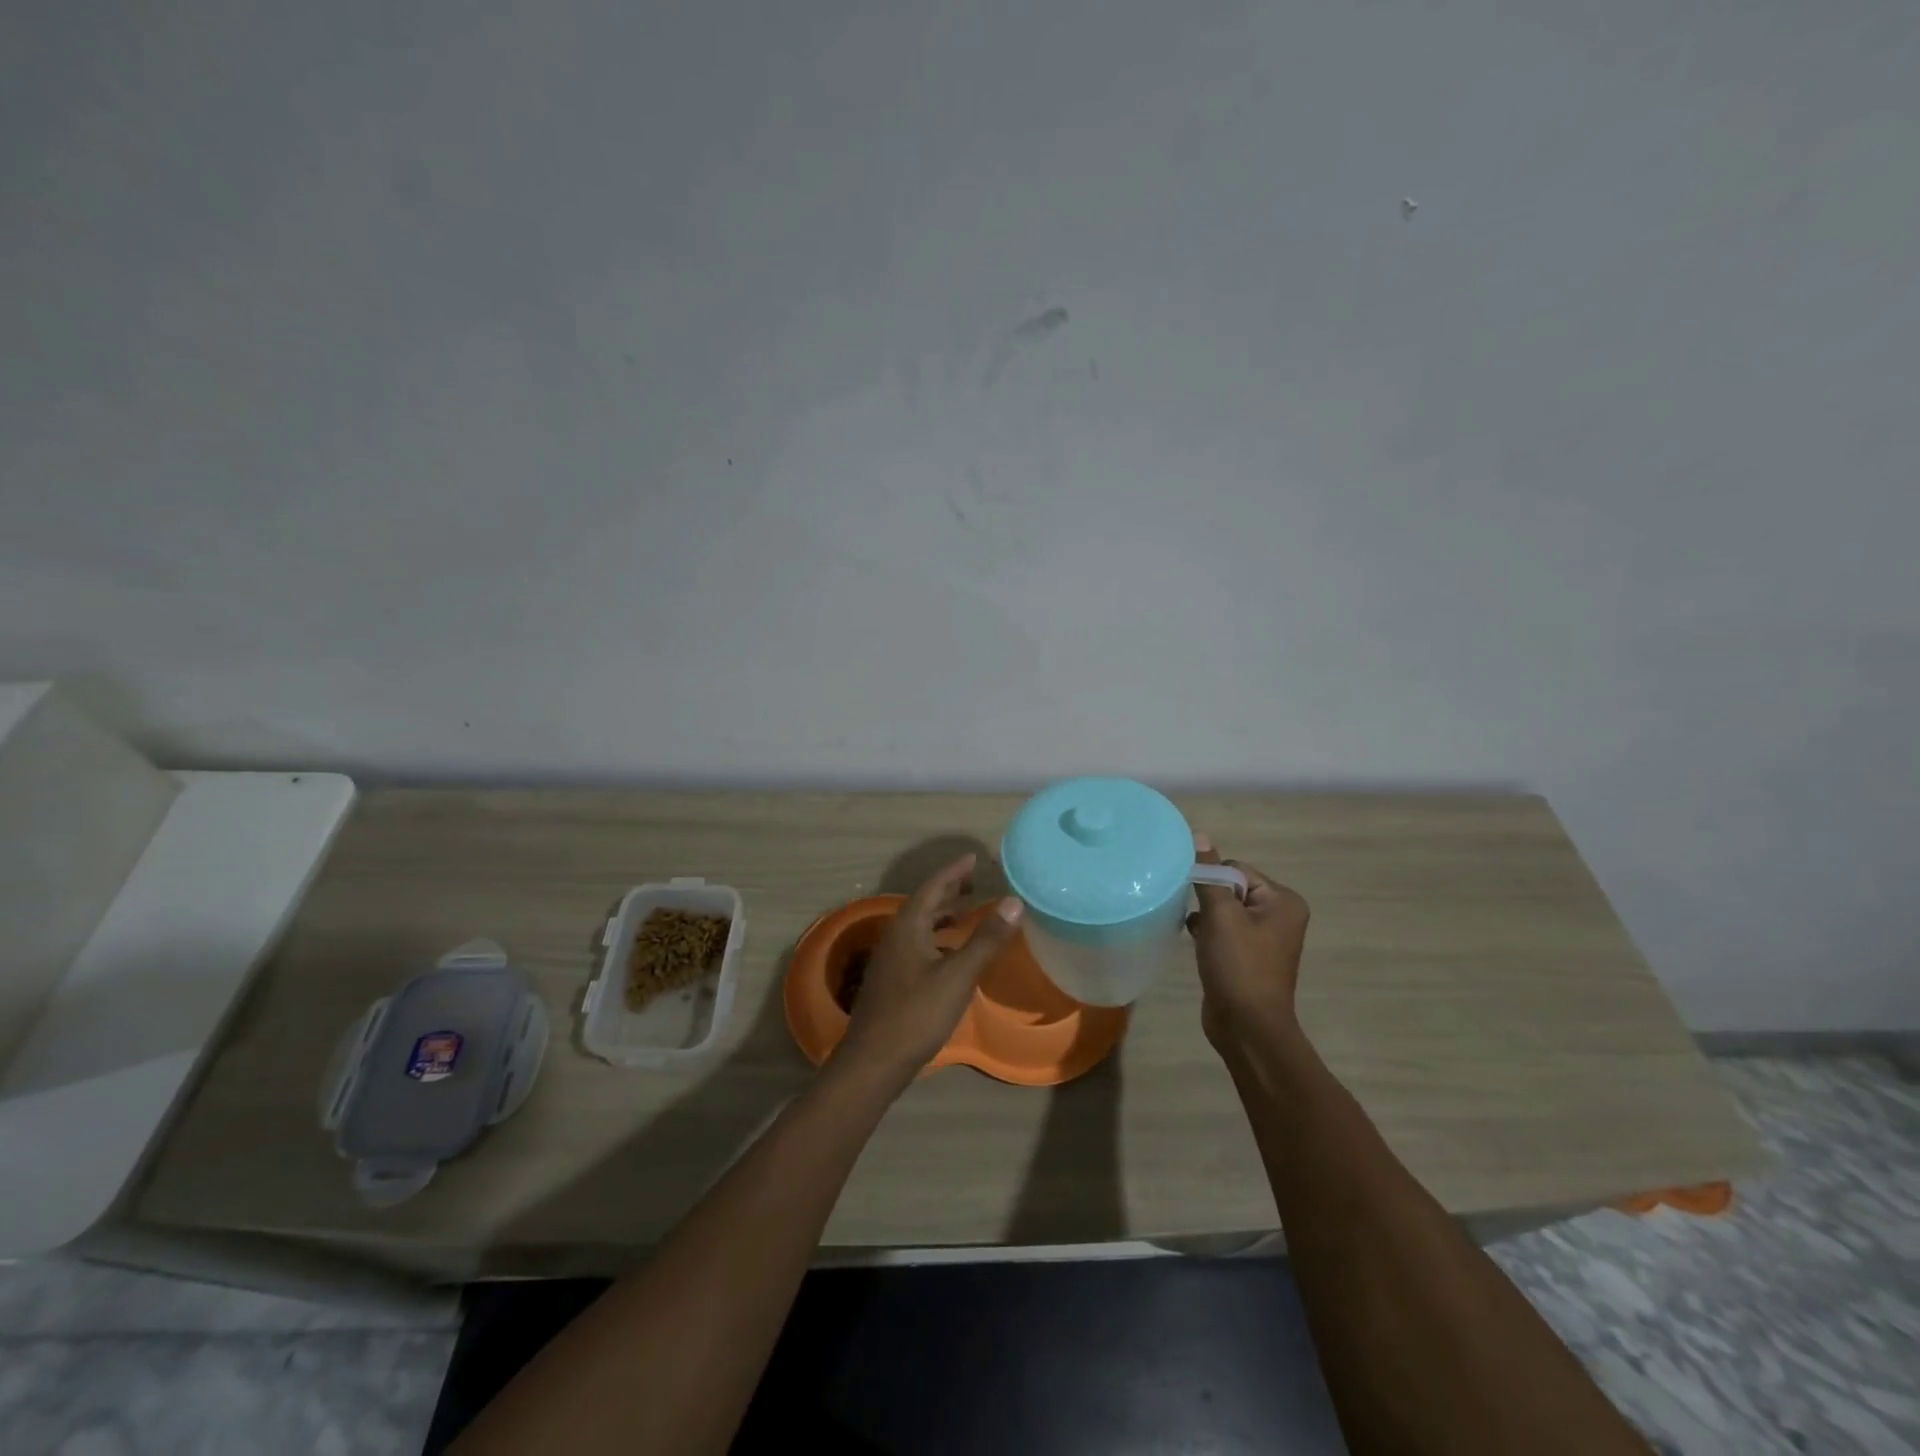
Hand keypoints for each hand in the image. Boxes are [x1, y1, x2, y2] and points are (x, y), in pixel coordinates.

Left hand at [835, 854, 1023, 1091]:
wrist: (873, 1061)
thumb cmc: (917, 1014)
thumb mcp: (958, 976)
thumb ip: (986, 939)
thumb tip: (1014, 901)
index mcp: (908, 926)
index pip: (933, 887)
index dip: (954, 871)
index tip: (974, 857)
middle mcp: (896, 936)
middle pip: (925, 903)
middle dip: (950, 890)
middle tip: (976, 882)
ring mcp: (891, 959)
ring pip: (920, 925)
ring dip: (943, 915)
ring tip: (967, 912)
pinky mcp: (893, 980)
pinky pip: (918, 944)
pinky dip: (938, 938)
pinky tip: (951, 953)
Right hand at [1186, 836, 1310, 1050]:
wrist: (1246, 1027)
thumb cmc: (1239, 965)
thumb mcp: (1221, 914)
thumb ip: (1208, 874)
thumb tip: (1200, 834)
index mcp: (1283, 901)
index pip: (1237, 869)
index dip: (1213, 881)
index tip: (1199, 901)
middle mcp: (1279, 915)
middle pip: (1230, 888)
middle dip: (1207, 900)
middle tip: (1198, 920)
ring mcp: (1264, 938)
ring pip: (1223, 910)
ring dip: (1205, 917)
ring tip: (1196, 933)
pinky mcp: (1247, 956)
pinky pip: (1222, 931)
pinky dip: (1206, 933)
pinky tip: (1194, 942)